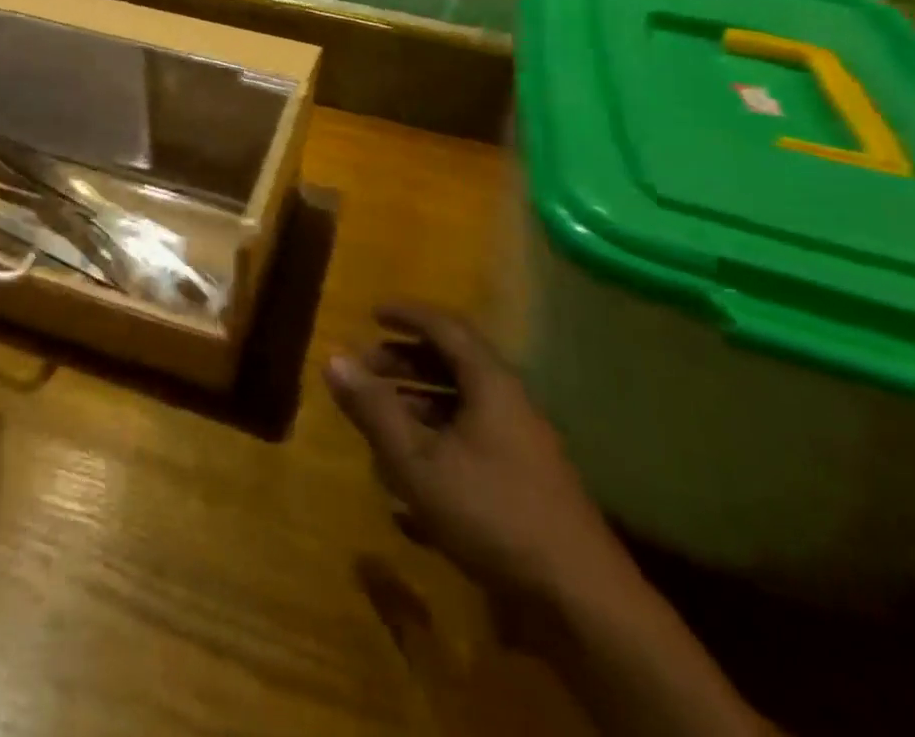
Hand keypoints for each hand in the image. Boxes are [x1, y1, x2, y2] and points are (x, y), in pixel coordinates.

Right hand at [325, 304, 640, 639]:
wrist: (581, 602)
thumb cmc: (491, 513)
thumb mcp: (417, 460)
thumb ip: (373, 409)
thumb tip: (333, 358)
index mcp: (490, 383)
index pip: (445, 327)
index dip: (407, 315)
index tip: (372, 312)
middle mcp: (510, 403)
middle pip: (453, 364)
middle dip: (405, 361)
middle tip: (366, 369)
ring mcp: (521, 444)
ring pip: (462, 406)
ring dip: (418, 403)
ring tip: (380, 419)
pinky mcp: (525, 483)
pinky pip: (472, 441)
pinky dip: (437, 441)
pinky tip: (408, 476)